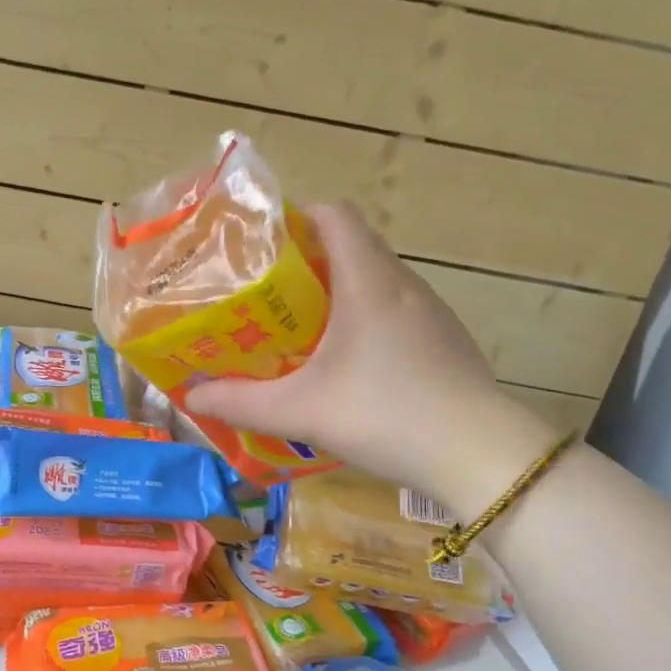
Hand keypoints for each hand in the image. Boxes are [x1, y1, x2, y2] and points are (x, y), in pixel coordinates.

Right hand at [185, 202, 555, 507]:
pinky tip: (347, 368)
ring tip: (298, 332)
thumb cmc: (386, 415)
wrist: (478, 455)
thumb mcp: (301, 411)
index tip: (260, 249)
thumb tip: (191, 397)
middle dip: (305, 264)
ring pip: (374, 282)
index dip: (295, 219)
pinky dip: (364, 323)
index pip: (334, 214)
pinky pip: (394, 313)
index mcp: (368, 280)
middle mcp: (403, 284)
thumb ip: (241, 403)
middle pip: (351, 247)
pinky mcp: (444, 342)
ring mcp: (430, 313)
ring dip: (336, 296)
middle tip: (265, 298)